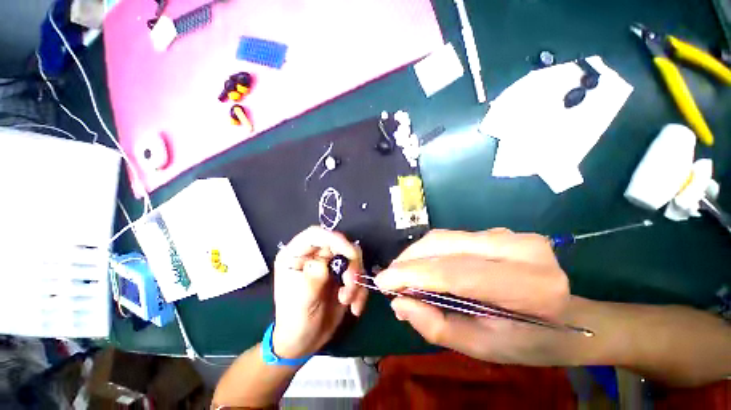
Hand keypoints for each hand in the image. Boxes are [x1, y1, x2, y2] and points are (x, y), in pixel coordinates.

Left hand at [272, 226, 367, 358]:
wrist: (305, 342)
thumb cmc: (295, 322)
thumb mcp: (300, 302)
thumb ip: (313, 278)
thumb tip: (324, 262)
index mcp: (297, 255)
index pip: (316, 234)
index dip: (334, 238)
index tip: (350, 254)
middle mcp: (315, 255)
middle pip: (339, 244)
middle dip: (351, 264)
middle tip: (350, 286)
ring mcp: (330, 264)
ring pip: (353, 257)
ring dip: (356, 279)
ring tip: (348, 300)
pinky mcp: (342, 275)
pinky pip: (359, 274)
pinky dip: (360, 289)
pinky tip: (354, 307)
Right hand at [374, 228, 572, 364]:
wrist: (571, 318)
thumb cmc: (531, 342)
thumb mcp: (484, 348)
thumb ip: (437, 327)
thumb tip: (399, 303)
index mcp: (529, 288)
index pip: (455, 272)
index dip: (413, 274)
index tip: (382, 281)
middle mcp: (521, 250)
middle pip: (445, 245)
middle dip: (410, 260)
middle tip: (390, 277)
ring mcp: (511, 235)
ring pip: (445, 237)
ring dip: (417, 253)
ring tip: (403, 272)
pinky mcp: (500, 231)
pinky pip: (453, 237)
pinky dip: (431, 250)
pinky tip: (424, 264)